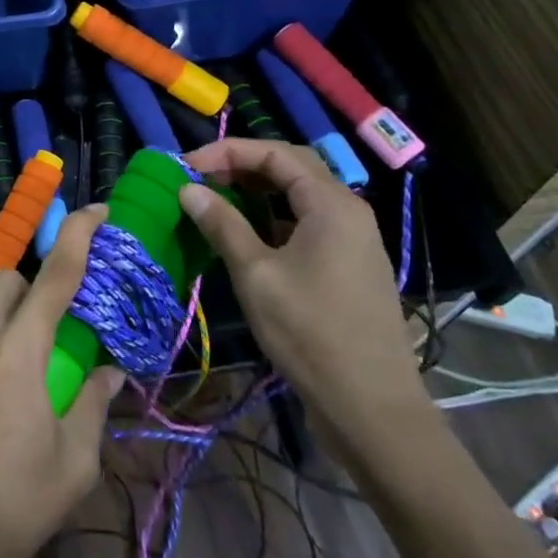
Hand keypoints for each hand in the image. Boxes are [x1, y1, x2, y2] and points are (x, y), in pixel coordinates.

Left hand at [0, 207, 124, 557]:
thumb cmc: (13, 508)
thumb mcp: (73, 463)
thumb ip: (92, 406)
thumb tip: (110, 375)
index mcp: (18, 352)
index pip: (54, 276)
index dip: (77, 236)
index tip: (96, 211)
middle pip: (6, 281)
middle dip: (34, 284)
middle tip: (57, 323)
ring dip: (7, 319)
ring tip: (25, 370)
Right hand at [179, 139, 428, 443]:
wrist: (370, 405)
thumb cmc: (309, 332)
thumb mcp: (256, 274)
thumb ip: (223, 224)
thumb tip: (188, 189)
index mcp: (332, 204)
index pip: (275, 153)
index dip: (227, 152)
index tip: (186, 166)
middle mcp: (348, 211)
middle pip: (292, 167)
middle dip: (242, 166)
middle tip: (200, 179)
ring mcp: (354, 239)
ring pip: (300, 196)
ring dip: (257, 192)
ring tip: (216, 202)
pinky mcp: (350, 265)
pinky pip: (308, 223)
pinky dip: (274, 218)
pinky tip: (247, 236)